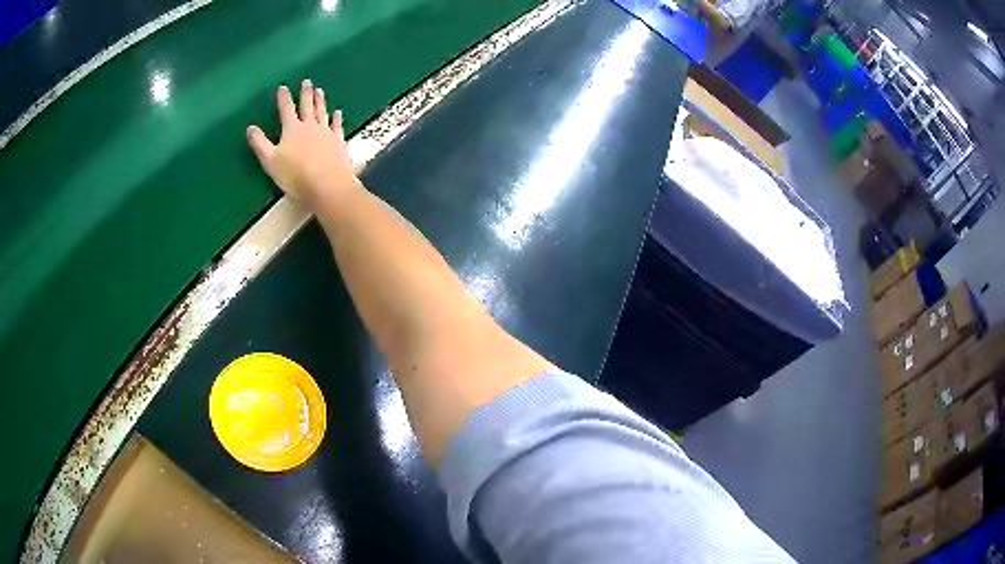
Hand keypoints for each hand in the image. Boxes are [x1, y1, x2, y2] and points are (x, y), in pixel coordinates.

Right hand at [247, 79, 358, 203]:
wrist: (328, 184)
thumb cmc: (295, 174)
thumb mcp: (270, 160)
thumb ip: (259, 143)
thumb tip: (250, 127)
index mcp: (292, 129)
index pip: (286, 109)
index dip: (284, 98)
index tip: (283, 87)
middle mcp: (310, 126)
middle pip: (307, 106)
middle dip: (306, 93)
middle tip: (307, 82)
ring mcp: (326, 132)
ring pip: (322, 112)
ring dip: (320, 100)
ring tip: (320, 90)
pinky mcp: (339, 141)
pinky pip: (337, 126)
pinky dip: (337, 118)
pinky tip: (337, 113)